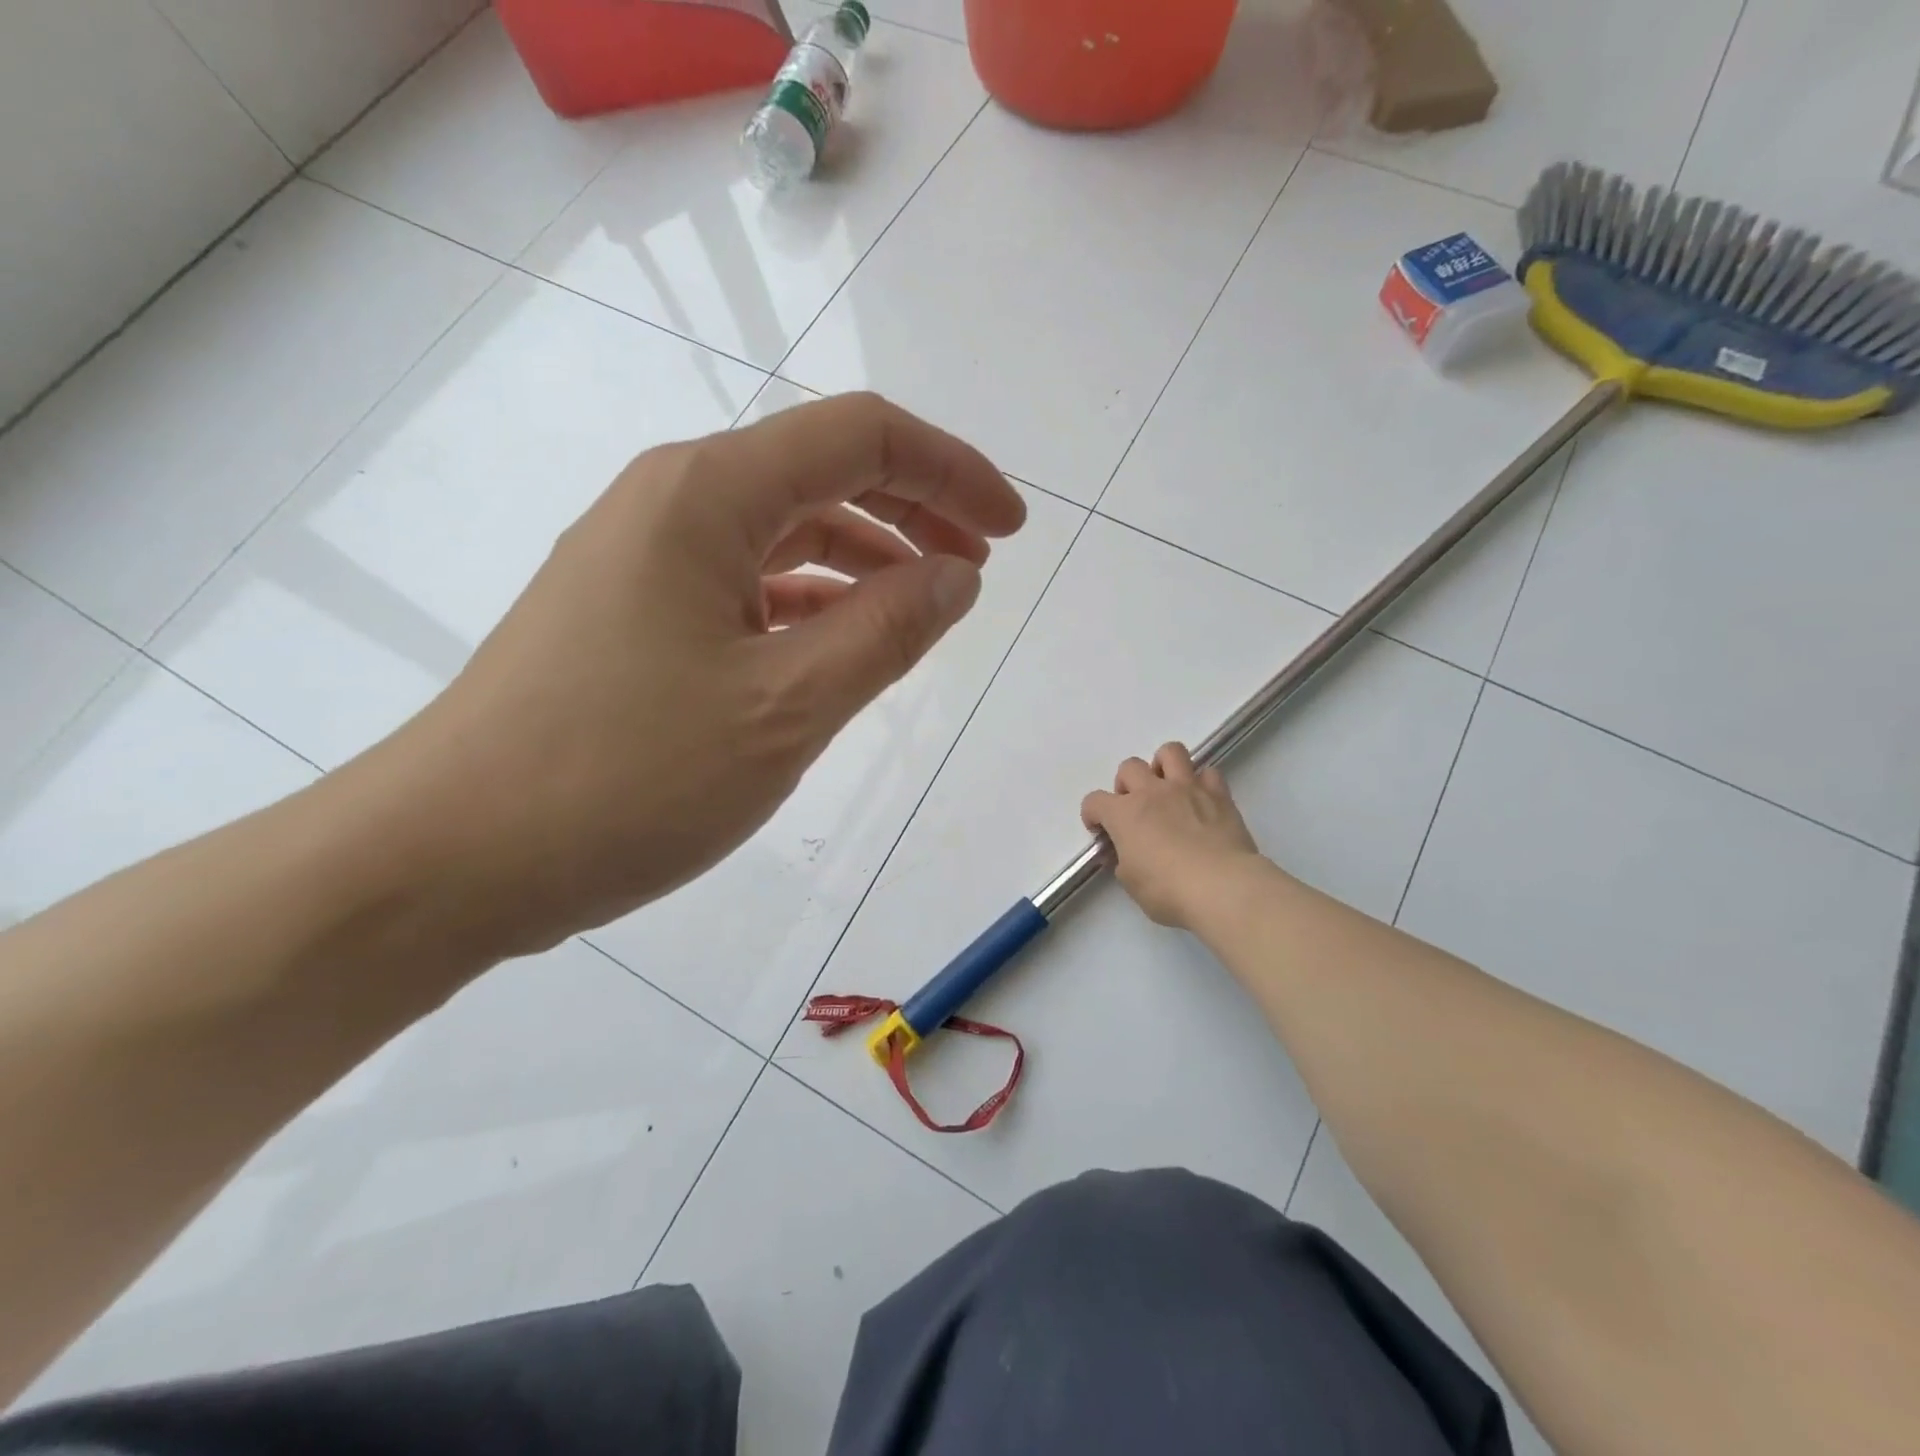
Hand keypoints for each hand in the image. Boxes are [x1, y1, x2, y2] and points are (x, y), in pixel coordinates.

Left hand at [375, 392, 1025, 962]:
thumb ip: (887, 632)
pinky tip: (840, 646)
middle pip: (821, 475)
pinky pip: (746, 587)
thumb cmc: (625, 777)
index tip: (1011, 529)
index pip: (860, 437)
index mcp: (707, 494)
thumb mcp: (786, 706)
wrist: (450, 859)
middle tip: (979, 566)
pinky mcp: (631, 618)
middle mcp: (671, 504)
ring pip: (783, 534)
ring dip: (864, 561)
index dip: (950, 470)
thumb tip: (957, 575)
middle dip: (915, 511)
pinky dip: (809, 605)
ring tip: (923, 611)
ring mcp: (644, 562)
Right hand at [1080, 743, 1261, 929]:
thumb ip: (1123, 861)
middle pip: (1129, 767)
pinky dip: (1202, 783)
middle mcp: (1152, 792)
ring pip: (1170, 752)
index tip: (1100, 830)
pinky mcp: (1218, 794)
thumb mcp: (1131, 883)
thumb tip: (1125, 853)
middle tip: (1135, 808)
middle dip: (1127, 785)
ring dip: (1163, 766)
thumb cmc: (1168, 890)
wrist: (1222, 887)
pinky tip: (1201, 801)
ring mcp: (1187, 788)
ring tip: (1167, 788)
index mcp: (1124, 814)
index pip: (1094, 801)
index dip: (1093, 815)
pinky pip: (1208, 773)